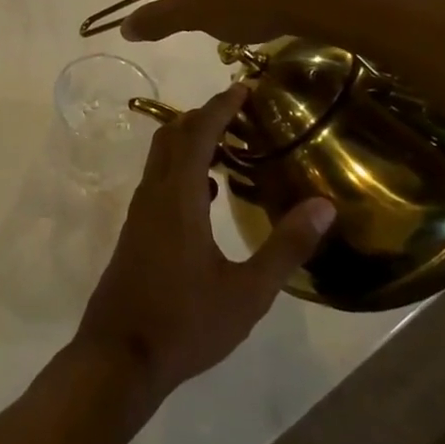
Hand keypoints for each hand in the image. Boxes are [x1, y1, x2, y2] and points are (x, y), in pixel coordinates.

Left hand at [74, 85, 334, 409]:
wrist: (120, 355)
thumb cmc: (186, 323)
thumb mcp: (247, 292)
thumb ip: (285, 247)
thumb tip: (323, 205)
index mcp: (178, 197)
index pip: (197, 133)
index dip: (220, 106)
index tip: (243, 88)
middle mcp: (153, 194)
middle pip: (172, 136)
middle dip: (203, 116)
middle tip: (241, 112)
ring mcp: (140, 213)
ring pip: (162, 159)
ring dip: (190, 142)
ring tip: (231, 146)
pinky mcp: (136, 231)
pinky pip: (159, 182)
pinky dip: (183, 170)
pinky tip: (208, 192)